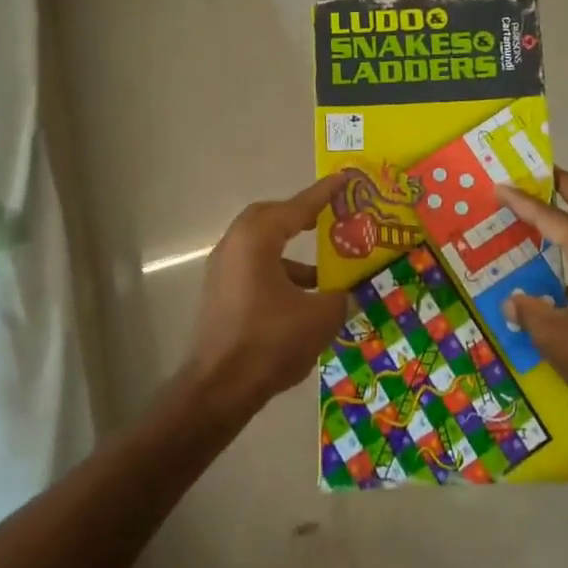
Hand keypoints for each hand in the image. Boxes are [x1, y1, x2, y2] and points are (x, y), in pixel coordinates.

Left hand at [186, 173, 349, 417]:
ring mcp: (222, 272)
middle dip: (299, 216)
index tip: (344, 178)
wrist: (218, 390)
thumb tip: (349, 293)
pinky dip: (278, 274)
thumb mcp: (320, 317)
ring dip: (291, 253)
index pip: (297, 207)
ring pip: (261, 247)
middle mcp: (234, 246)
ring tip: (323, 272)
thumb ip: (340, 297)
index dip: (324, 193)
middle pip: (270, 218)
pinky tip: (302, 301)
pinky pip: (253, 270)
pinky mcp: (219, 296)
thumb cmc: (270, 341)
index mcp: (257, 239)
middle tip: (327, 217)